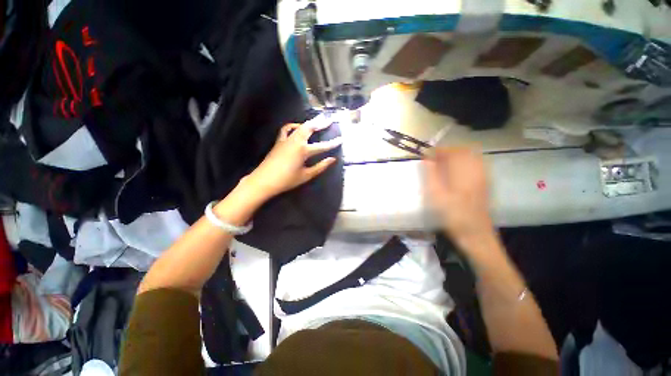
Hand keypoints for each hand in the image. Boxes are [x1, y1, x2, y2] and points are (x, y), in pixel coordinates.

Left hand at [244, 116, 341, 200]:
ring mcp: (286, 140)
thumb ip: (320, 167)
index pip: (322, 146)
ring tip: (317, 121)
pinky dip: (293, 126)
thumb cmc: (287, 180)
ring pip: (299, 126)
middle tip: (329, 119)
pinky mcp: (279, 141)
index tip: (341, 139)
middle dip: (321, 123)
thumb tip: (332, 160)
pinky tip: (297, 127)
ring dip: (309, 123)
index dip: (332, 143)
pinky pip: (286, 129)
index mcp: (303, 150)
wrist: (264, 180)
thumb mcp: (306, 175)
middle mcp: (296, 141)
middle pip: (310, 128)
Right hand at [425, 148, 493, 245]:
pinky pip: (475, 166)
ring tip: (442, 164)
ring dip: (456, 157)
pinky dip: (464, 164)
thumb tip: (426, 161)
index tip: (426, 154)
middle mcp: (476, 172)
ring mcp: (483, 178)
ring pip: (471, 158)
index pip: (452, 152)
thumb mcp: (437, 197)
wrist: (475, 235)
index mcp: (464, 174)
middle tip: (433, 159)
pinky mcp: (484, 185)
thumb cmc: (453, 216)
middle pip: (464, 152)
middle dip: (448, 152)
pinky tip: (455, 173)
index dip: (439, 151)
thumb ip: (431, 176)